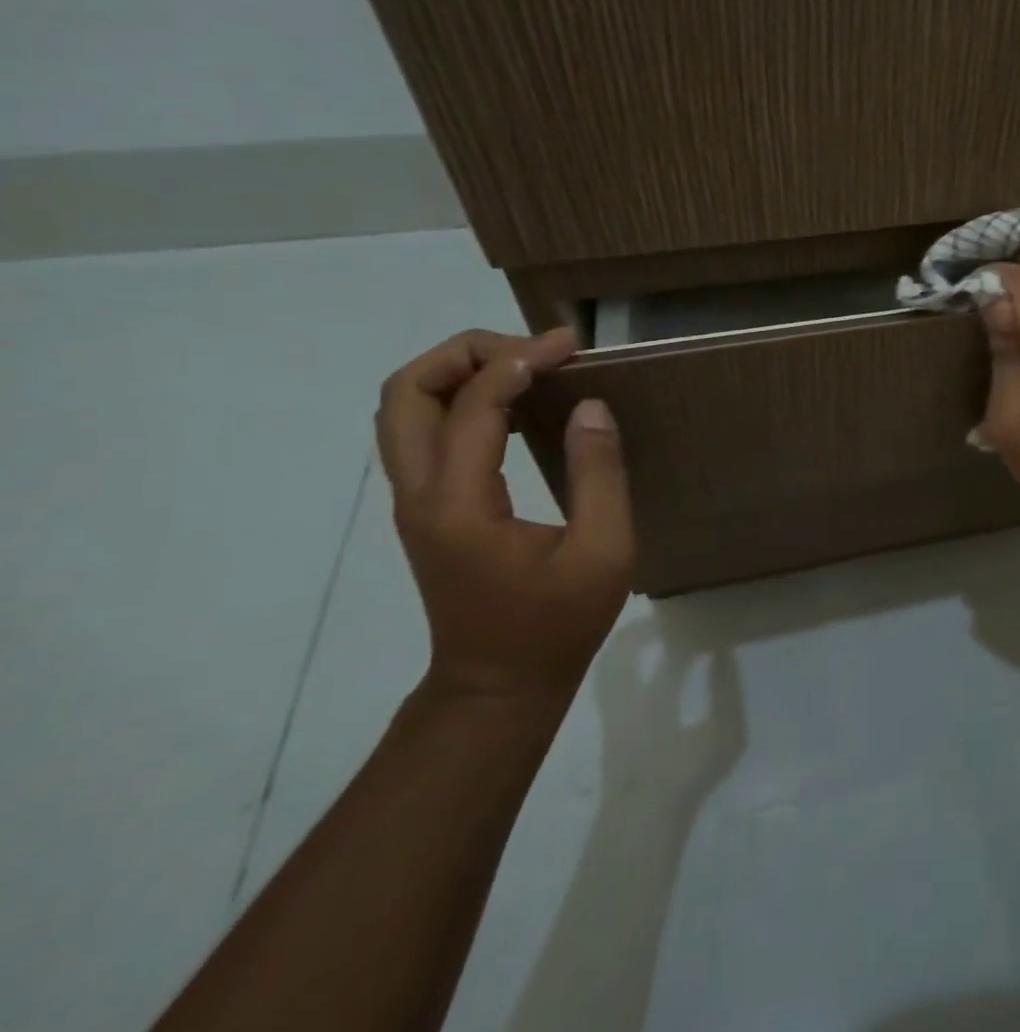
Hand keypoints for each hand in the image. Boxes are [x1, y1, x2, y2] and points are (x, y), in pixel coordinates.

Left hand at [375, 327, 635, 706]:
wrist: (498, 686)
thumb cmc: (557, 624)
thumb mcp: (604, 551)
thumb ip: (599, 473)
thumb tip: (590, 405)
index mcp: (460, 505)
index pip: (473, 405)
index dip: (520, 362)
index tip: (569, 345)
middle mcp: (420, 495)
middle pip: (404, 392)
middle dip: (466, 352)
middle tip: (532, 349)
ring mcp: (416, 502)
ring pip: (403, 408)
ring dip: (458, 372)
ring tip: (525, 366)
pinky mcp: (427, 509)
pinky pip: (425, 432)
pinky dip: (462, 399)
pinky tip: (518, 405)